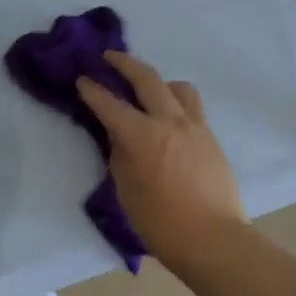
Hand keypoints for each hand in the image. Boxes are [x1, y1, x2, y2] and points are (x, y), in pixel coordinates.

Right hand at [76, 51, 248, 274]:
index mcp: (142, 136)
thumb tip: (120, 137)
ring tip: (148, 90)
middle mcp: (169, 121)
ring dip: (159, 81)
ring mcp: (195, 126)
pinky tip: (170, 119)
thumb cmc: (160, 223)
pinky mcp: (211, 137)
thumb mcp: (126, 190)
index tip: (82, 80)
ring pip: (178, 87)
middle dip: (125, 63)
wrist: (213, 239)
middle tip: (110, 57)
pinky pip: (192, 107)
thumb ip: (120, 155)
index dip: (92, 90)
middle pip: (147, 78)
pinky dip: (177, 102)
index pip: (110, 104)